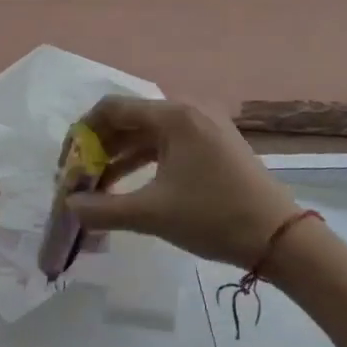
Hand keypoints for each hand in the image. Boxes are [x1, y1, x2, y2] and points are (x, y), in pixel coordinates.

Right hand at [67, 97, 298, 271]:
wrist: (279, 238)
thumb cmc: (213, 217)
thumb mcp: (152, 214)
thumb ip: (103, 209)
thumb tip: (69, 206)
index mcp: (174, 116)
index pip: (112, 109)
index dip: (83, 134)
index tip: (68, 164)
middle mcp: (188, 111)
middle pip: (129, 120)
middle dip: (99, 149)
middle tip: (79, 179)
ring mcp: (204, 127)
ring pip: (147, 134)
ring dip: (119, 158)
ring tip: (97, 189)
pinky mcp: (213, 145)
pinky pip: (167, 145)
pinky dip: (143, 162)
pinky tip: (128, 187)